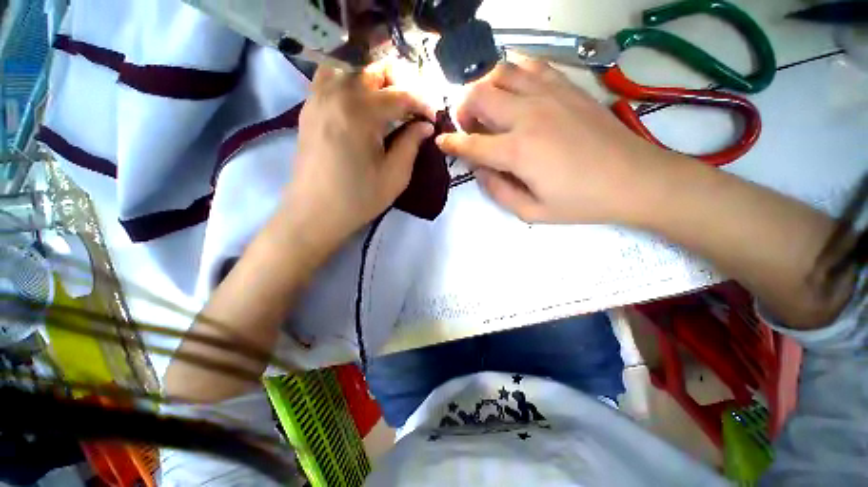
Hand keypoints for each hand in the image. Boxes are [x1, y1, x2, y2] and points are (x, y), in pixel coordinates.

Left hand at [284, 62, 434, 250]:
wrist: (315, 213)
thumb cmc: (358, 199)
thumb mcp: (395, 176)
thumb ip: (411, 144)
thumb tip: (425, 125)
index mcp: (361, 114)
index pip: (400, 95)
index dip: (422, 103)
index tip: (433, 118)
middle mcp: (337, 95)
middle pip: (374, 70)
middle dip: (401, 83)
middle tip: (414, 107)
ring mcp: (318, 98)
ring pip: (351, 67)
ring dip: (375, 79)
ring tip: (389, 100)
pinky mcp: (308, 108)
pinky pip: (330, 78)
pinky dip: (350, 80)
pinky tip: (360, 101)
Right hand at [437, 59, 678, 224]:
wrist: (634, 179)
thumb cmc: (581, 202)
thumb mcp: (531, 211)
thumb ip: (497, 191)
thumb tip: (481, 170)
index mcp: (517, 152)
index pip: (470, 143)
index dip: (450, 143)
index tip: (440, 142)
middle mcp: (527, 116)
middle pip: (478, 95)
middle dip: (463, 109)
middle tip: (468, 126)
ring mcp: (548, 95)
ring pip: (500, 72)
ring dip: (484, 87)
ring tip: (488, 106)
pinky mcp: (566, 86)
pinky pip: (530, 65)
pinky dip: (512, 72)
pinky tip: (513, 90)